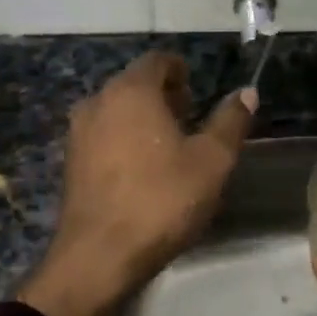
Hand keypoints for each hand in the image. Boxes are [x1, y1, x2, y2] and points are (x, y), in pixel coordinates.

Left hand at [21, 53, 255, 315]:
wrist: (99, 255)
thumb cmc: (161, 200)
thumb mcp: (212, 162)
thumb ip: (231, 122)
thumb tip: (247, 92)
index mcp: (131, 91)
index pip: (158, 60)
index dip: (181, 71)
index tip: (198, 93)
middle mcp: (97, 101)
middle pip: (134, 84)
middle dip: (163, 96)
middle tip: (190, 121)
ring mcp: (77, 133)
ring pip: (116, 111)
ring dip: (142, 120)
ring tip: (169, 149)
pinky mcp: (69, 163)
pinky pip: (102, 136)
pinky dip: (123, 141)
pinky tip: (142, 172)